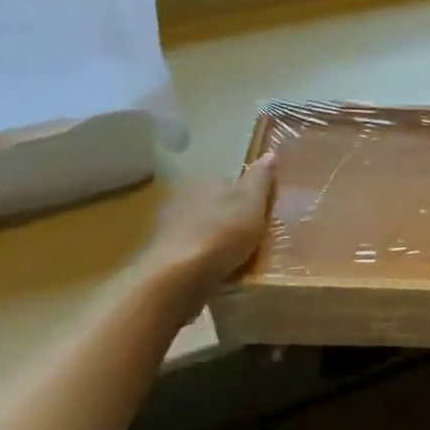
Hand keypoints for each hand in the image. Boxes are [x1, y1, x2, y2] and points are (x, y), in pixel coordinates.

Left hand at [142, 153, 276, 293]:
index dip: (246, 198)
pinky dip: (201, 259)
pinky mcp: (160, 253)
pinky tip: (214, 272)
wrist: (178, 275)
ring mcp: (167, 225)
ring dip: (213, 240)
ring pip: (200, 228)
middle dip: (228, 219)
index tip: (259, 217)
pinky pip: (189, 251)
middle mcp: (181, 195)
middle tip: (250, 240)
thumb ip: (261, 178)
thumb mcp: (253, 201)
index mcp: (204, 179)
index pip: (229, 182)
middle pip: (214, 205)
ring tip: (234, 260)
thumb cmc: (221, 232)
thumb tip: (269, 154)